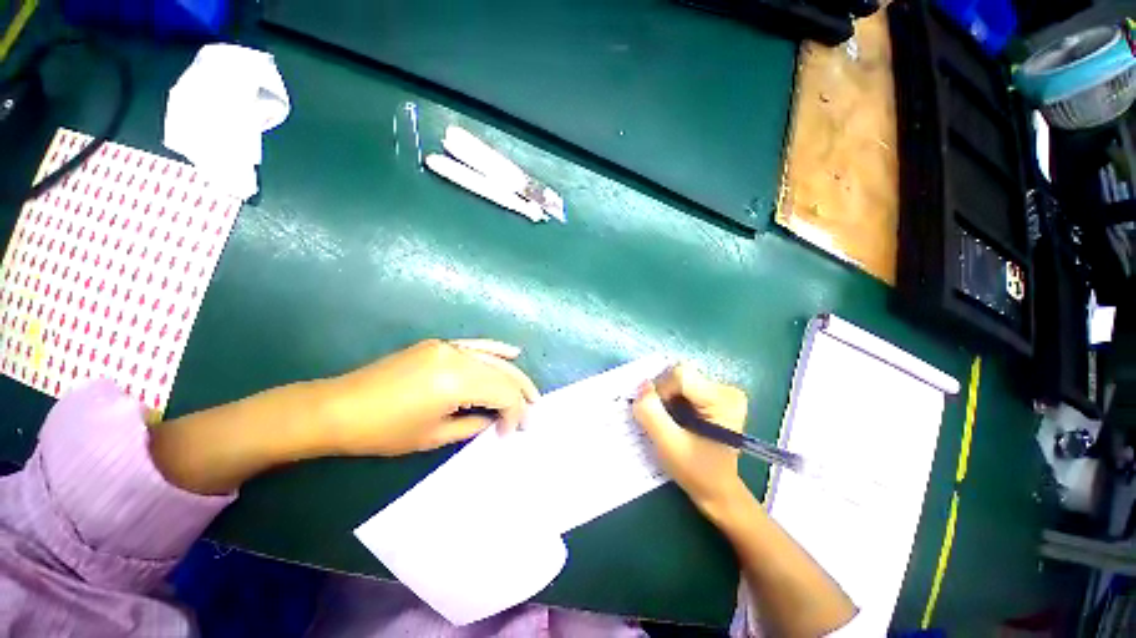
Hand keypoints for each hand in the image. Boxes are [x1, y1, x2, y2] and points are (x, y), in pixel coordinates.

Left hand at [322, 339, 539, 455]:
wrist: (342, 408)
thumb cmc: (386, 431)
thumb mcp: (432, 435)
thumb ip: (470, 425)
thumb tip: (491, 421)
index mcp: (456, 380)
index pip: (502, 393)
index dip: (514, 415)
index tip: (512, 435)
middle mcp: (454, 356)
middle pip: (500, 373)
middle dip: (520, 395)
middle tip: (532, 417)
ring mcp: (442, 347)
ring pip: (489, 357)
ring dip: (510, 375)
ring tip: (529, 394)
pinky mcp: (431, 346)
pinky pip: (471, 346)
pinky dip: (491, 350)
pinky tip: (510, 353)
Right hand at [632, 363, 748, 509]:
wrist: (717, 490)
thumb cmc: (696, 471)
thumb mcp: (669, 445)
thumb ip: (651, 414)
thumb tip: (642, 386)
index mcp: (723, 399)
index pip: (681, 375)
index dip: (660, 391)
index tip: (656, 417)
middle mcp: (729, 390)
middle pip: (683, 377)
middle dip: (666, 397)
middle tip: (663, 423)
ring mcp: (727, 394)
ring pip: (685, 383)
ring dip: (671, 401)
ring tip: (672, 426)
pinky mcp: (722, 400)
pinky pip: (691, 390)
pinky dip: (678, 403)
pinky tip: (681, 423)